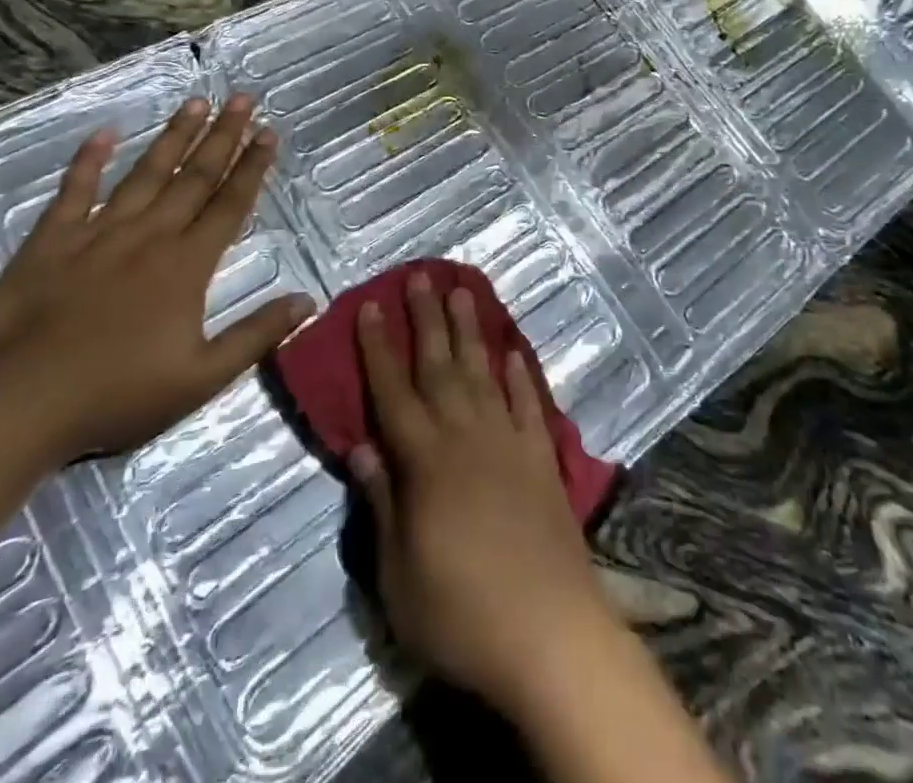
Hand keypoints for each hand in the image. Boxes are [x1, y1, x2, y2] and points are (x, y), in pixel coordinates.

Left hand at [0, 94, 312, 464]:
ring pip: (145, 173)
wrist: (16, 404)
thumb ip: (256, 335)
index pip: (229, 204)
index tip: (268, 132)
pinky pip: (74, 191)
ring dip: (173, 136)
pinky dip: (88, 161)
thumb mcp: (201, 378)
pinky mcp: (51, 241)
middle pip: (194, 176)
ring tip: (195, 102)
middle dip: (222, 135)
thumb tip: (308, 300)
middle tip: (241, 98)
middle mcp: (149, 236)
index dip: (252, 167)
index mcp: (186, 265)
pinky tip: (104, 133)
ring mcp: (98, 233)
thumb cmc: (116, 395)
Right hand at [348, 268, 618, 715]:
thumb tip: (361, 446)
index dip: (378, 347)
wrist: (550, 637)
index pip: (393, 392)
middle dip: (426, 318)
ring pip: (483, 373)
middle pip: (440, 366)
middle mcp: (466, 437)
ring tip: (463, 291)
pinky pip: (528, 405)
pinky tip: (512, 353)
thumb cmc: (462, 615)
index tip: (370, 305)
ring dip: (471, 331)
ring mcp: (509, 443)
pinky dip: (519, 376)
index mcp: (425, 462)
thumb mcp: (398, 576)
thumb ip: (382, 504)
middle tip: (421, 275)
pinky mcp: (542, 459)